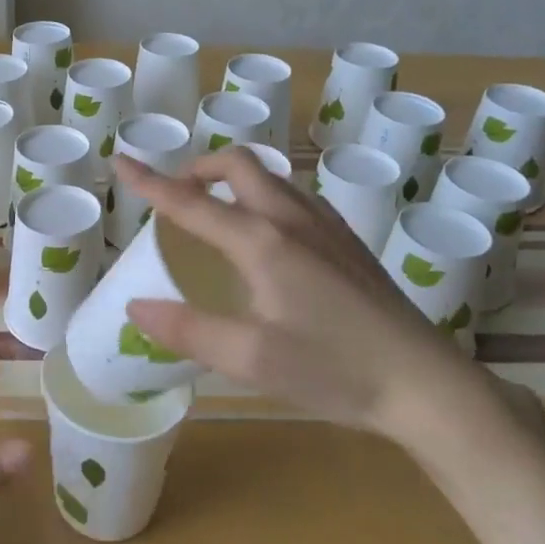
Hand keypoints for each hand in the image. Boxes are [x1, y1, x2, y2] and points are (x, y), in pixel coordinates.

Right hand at [116, 148, 495, 445]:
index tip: (120, 161)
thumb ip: (188, 329)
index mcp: (262, 241)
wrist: (425, 383)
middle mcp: (292, 218)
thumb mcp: (251, 360)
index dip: (150, 181)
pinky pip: (293, 196)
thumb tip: (137, 306)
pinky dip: (262, 196)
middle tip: (177, 197)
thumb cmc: (334, 370)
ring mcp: (325, 224)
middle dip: (198, 168)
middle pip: (237, 164)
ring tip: (216, 214)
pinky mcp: (347, 240)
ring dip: (232, 180)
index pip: (191, 202)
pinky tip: (267, 238)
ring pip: (268, 176)